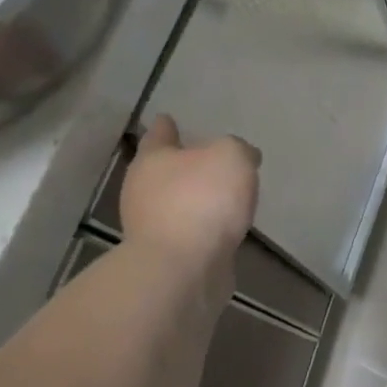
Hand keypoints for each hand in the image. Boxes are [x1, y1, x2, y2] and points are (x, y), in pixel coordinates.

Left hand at [118, 115, 259, 282]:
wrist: (183, 269)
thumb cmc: (202, 200)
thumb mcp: (231, 156)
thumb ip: (238, 149)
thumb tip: (242, 156)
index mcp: (153, 160)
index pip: (158, 134)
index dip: (165, 125)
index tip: (166, 118)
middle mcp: (144, 190)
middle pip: (164, 169)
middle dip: (184, 163)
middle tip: (208, 157)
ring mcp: (152, 225)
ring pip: (177, 201)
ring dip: (196, 197)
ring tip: (225, 194)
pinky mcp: (168, 254)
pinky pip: (190, 229)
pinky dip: (204, 224)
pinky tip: (225, 224)